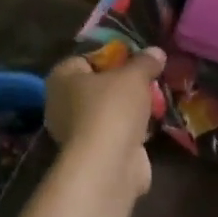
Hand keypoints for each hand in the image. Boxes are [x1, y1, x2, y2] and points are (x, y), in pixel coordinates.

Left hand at [44, 47, 165, 194]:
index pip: (85, 59)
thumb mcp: (134, 76)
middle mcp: (61, 104)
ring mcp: (75, 132)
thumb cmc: (112, 108)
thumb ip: (145, 62)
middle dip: (122, 85)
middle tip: (147, 80)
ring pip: (106, 111)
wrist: (108, 165)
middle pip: (97, 86)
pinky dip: (129, 131)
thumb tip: (156, 51)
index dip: (111, 57)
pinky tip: (150, 126)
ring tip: (154, 101)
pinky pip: (113, 133)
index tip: (135, 59)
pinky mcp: (92, 154)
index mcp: (61, 78)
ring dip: (127, 109)